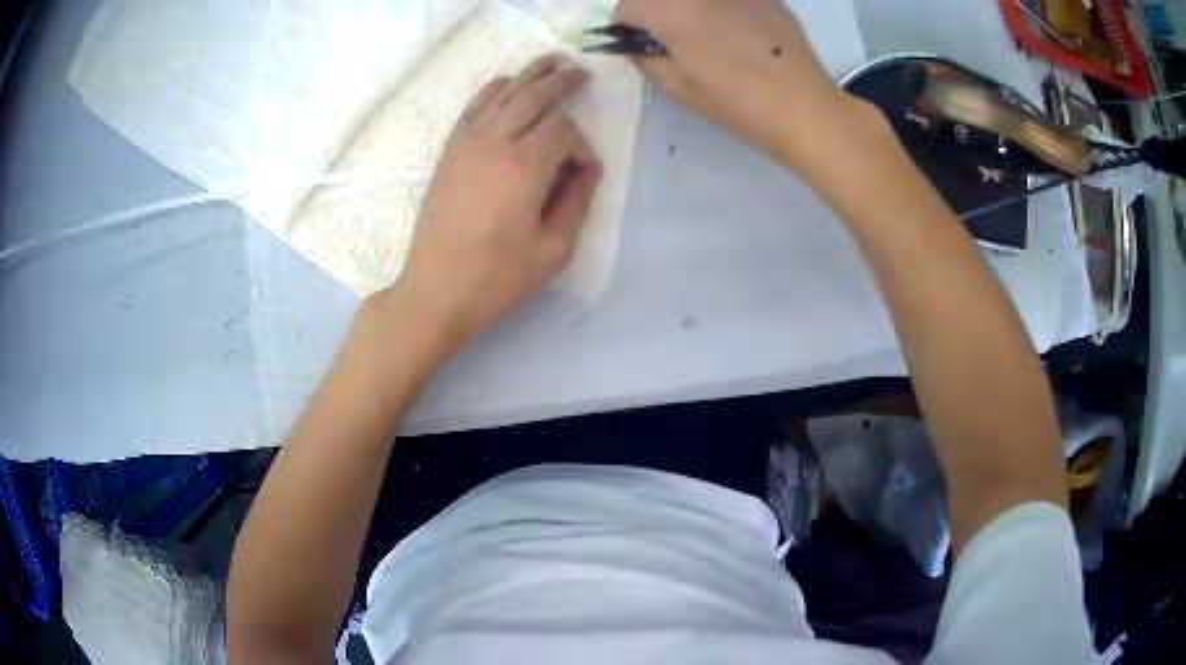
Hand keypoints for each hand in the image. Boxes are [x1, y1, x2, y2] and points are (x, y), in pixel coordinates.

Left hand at [377, 55, 602, 349]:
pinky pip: (472, 108)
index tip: (585, 174)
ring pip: (502, 94)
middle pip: (533, 97)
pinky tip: (505, 83)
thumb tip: (587, 170)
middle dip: (562, 83)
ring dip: (529, 75)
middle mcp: (494, 143)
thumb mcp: (554, 250)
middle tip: (582, 73)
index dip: (582, 146)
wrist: (435, 291)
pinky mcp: (449, 152)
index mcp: (524, 168)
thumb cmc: (498, 278)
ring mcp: (466, 144)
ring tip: (550, 62)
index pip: (563, 131)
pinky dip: (492, 90)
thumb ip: (577, 202)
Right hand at [613, 0, 859, 168]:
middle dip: (656, 12)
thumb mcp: (677, 85)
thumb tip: (636, 44)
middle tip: (671, 38)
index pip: (626, 6)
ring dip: (688, 9)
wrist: (802, 105)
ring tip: (707, 34)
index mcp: (668, 8)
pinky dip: (722, 7)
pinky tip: (739, 30)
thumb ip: (645, 57)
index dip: (626, 27)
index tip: (638, 44)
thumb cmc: (734, 100)